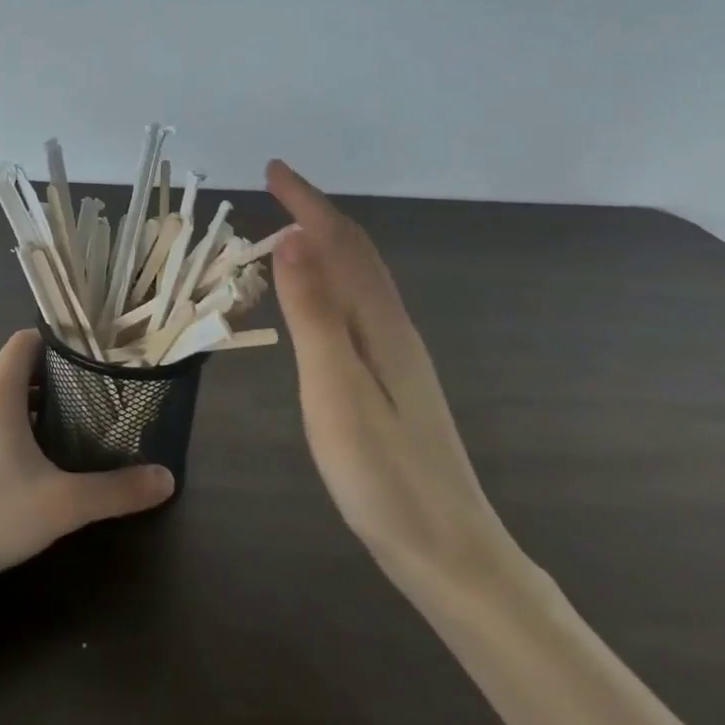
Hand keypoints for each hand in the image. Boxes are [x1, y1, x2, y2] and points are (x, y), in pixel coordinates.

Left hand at [0, 330, 175, 599]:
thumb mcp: (62, 506)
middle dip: (53, 381)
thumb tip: (167, 479)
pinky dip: (3, 425)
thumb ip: (116, 491)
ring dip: (28, 406)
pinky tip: (21, 463)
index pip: (27, 340)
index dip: (60, 345)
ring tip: (64, 432)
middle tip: (90, 402)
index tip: (92, 362)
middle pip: (15, 368)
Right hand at [266, 160, 526, 605]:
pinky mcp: (395, 382)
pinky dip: (333, 281)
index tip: (273, 170)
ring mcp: (399, 357)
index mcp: (381, 325)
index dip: (307, 202)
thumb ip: (314, 315)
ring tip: (289, 233)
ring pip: (360, 280)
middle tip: (276, 191)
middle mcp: (395, 329)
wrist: (451, 554)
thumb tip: (293, 240)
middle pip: (357, 254)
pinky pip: (359, 307)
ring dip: (326, 245)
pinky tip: (320, 301)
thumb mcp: (335, 390)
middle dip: (318, 213)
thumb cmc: (384, 476)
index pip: (342, 243)